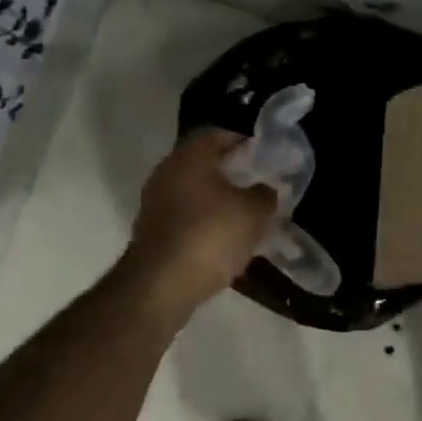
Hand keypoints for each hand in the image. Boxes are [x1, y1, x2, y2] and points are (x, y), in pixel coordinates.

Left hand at [121, 128, 276, 313]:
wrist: (160, 286)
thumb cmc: (210, 236)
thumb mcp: (254, 213)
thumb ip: (266, 194)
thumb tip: (266, 188)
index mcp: (190, 155)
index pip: (222, 134)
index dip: (248, 143)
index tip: (269, 157)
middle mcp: (167, 170)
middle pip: (206, 162)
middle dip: (234, 172)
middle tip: (261, 185)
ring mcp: (155, 201)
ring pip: (195, 190)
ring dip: (219, 199)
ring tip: (247, 214)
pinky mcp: (152, 229)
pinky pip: (186, 215)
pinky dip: (205, 220)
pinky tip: (225, 237)